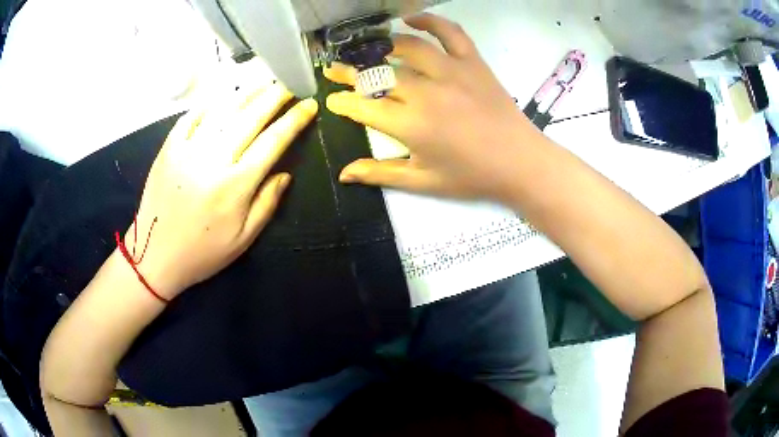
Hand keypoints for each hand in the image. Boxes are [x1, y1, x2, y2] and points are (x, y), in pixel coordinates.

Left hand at [127, 83, 317, 298]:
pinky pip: (191, 116)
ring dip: (246, 92)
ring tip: (263, 81)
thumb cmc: (202, 253)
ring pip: (222, 110)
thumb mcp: (243, 239)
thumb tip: (285, 174)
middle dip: (274, 96)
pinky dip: (210, 103)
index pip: (273, 142)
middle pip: (250, 117)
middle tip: (289, 83)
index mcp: (235, 185)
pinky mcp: (168, 148)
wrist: (154, 256)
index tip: (308, 105)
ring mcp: (187, 150)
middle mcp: (213, 160)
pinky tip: (223, 97)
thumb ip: (267, 203)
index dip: (294, 120)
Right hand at [325, 13, 546, 200]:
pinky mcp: (472, 62)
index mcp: (410, 125)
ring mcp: (451, 71)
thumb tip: (343, 174)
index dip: (343, 103)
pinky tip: (410, 19)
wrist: (519, 162)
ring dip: (380, 45)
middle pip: (378, 73)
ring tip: (365, 47)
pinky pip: (449, 32)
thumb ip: (380, 174)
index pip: (363, 107)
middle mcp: (425, 92)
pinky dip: (429, 20)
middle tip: (335, 70)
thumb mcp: (423, 181)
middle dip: (350, 72)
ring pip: (406, 47)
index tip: (331, 100)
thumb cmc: (471, 176)